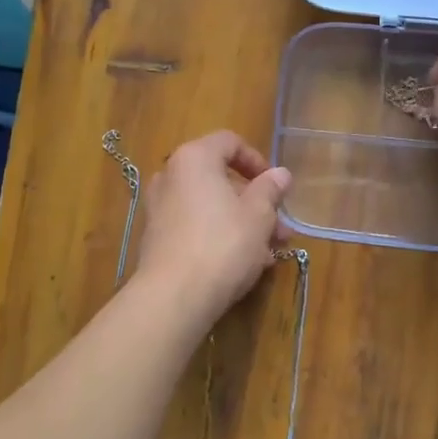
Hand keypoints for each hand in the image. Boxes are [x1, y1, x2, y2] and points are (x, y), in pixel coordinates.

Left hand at [134, 131, 290, 318]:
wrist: (174, 296)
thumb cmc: (223, 244)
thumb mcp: (258, 215)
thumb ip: (270, 190)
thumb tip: (280, 174)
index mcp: (194, 158)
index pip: (229, 142)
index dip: (257, 161)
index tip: (276, 188)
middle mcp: (170, 176)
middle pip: (220, 178)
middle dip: (254, 202)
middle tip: (280, 228)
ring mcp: (159, 208)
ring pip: (210, 206)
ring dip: (241, 222)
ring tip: (269, 252)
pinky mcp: (156, 238)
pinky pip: (194, 226)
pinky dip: (218, 236)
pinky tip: (243, 264)